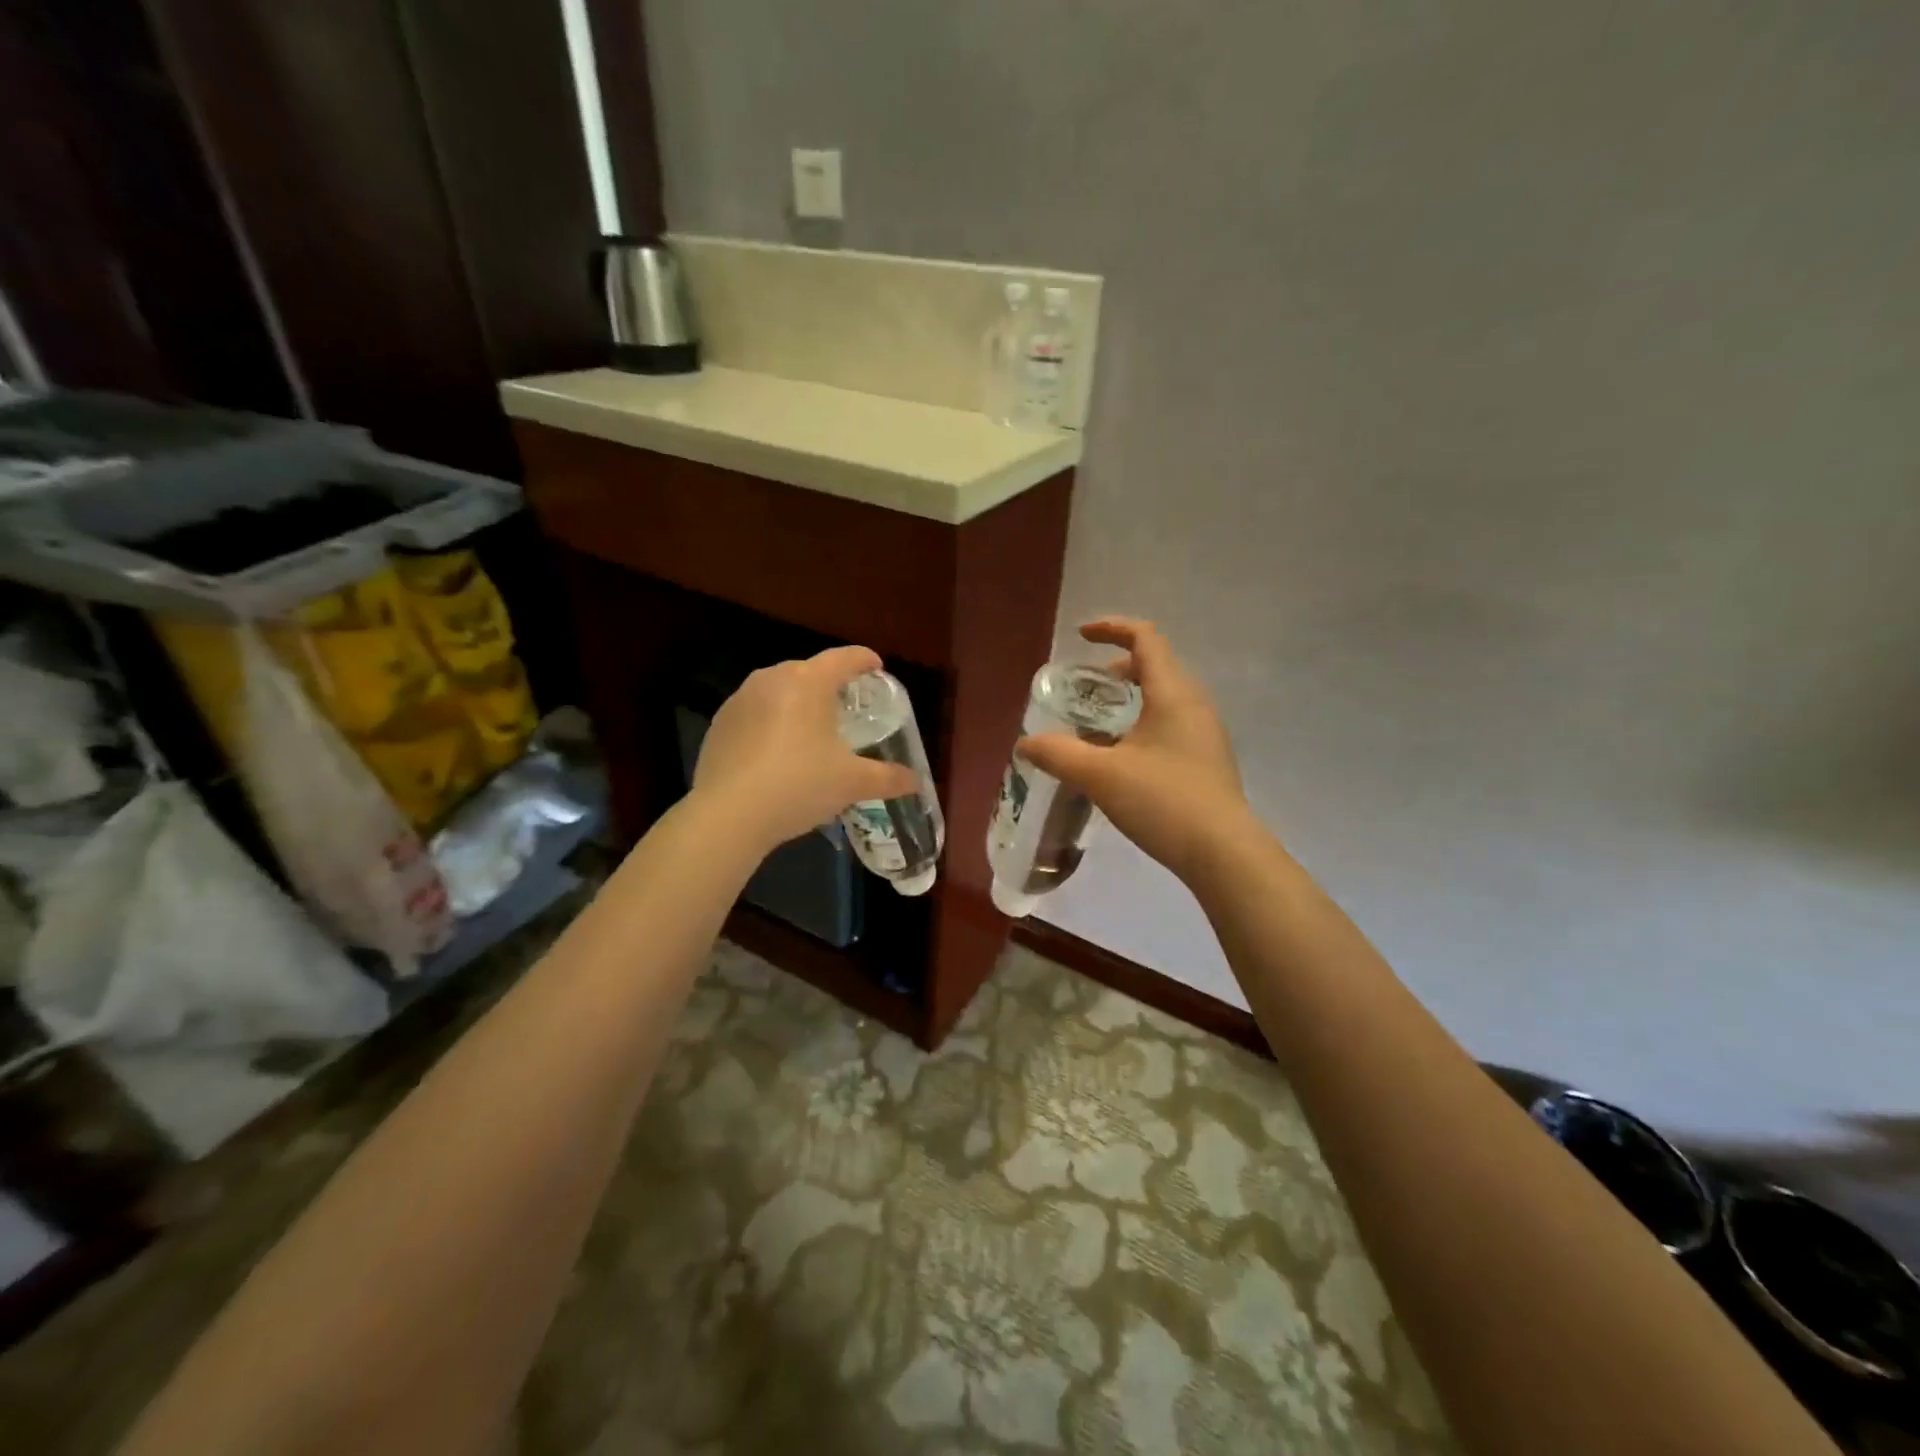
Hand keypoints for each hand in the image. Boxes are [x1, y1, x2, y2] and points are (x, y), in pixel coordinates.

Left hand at [692, 646, 917, 849]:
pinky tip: (777, 752)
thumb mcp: (852, 783)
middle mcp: (772, 678)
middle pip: (810, 670)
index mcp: (809, 682)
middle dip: (831, 683)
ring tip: (812, 729)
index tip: (876, 668)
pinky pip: (755, 712)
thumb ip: (888, 778)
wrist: (729, 815)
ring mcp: (740, 699)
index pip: (845, 657)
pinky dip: (771, 722)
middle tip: (847, 706)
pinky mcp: (719, 723)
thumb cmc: (799, 785)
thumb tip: (916, 781)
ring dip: (798, 702)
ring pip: (779, 690)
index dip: (865, 660)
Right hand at [1017, 618, 1249, 882]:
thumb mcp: (1101, 775)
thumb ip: (1059, 754)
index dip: (1112, 629)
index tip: (1082, 636)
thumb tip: (1026, 743)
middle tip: (1087, 687)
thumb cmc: (1163, 801)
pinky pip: (1172, 724)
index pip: (1145, 639)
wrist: (1223, 853)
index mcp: (1172, 693)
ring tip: (1099, 724)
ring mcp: (1205, 733)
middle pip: (1156, 665)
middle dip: (1118, 667)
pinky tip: (1123, 759)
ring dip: (1131, 698)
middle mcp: (1194, 704)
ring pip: (1165, 697)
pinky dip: (1143, 723)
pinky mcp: (1207, 760)